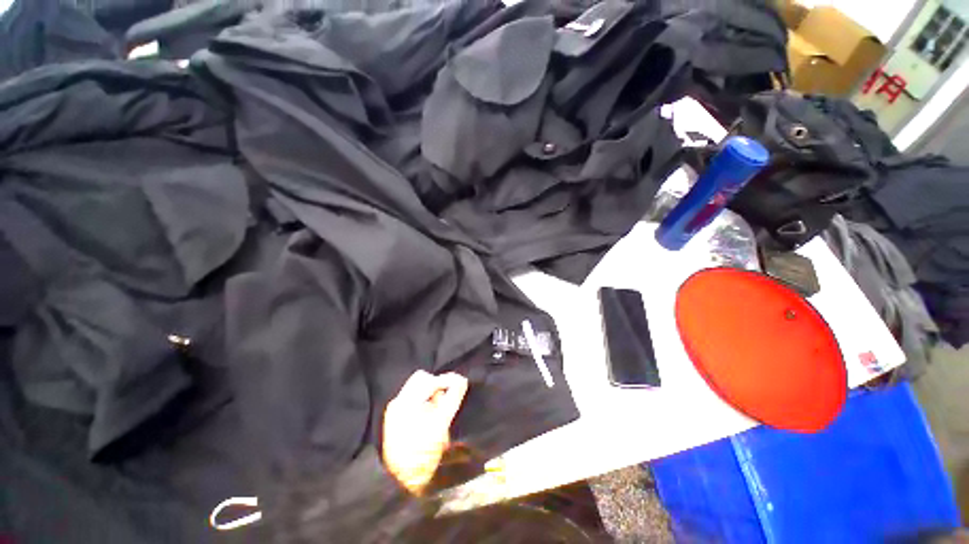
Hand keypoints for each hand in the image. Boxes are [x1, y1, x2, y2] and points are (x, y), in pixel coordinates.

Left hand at [382, 370, 468, 493]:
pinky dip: (423, 400)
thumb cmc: (424, 454)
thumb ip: (452, 398)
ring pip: (416, 387)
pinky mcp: (393, 416)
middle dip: (436, 384)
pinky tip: (428, 415)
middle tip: (446, 398)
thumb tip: (461, 380)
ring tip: (438, 409)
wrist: (402, 482)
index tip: (460, 384)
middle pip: (421, 378)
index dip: (447, 380)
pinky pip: (411, 397)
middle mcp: (398, 401)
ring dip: (430, 392)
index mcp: (407, 402)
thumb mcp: (442, 424)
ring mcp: (394, 409)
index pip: (430, 379)